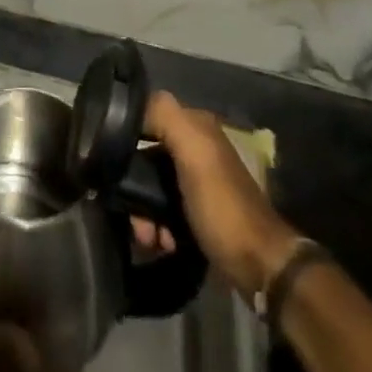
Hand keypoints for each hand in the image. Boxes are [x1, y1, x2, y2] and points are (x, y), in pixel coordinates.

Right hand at [144, 92, 300, 298]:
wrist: (259, 266)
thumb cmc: (222, 206)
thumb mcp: (194, 153)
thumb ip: (165, 117)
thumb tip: (131, 104)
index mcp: (196, 128)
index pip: (147, 117)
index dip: (126, 136)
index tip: (112, 164)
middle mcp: (196, 150)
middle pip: (146, 157)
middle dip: (133, 185)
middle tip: (134, 216)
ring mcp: (196, 183)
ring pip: (152, 187)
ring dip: (144, 212)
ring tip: (149, 238)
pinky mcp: (196, 213)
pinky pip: (164, 211)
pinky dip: (158, 226)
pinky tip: (162, 243)